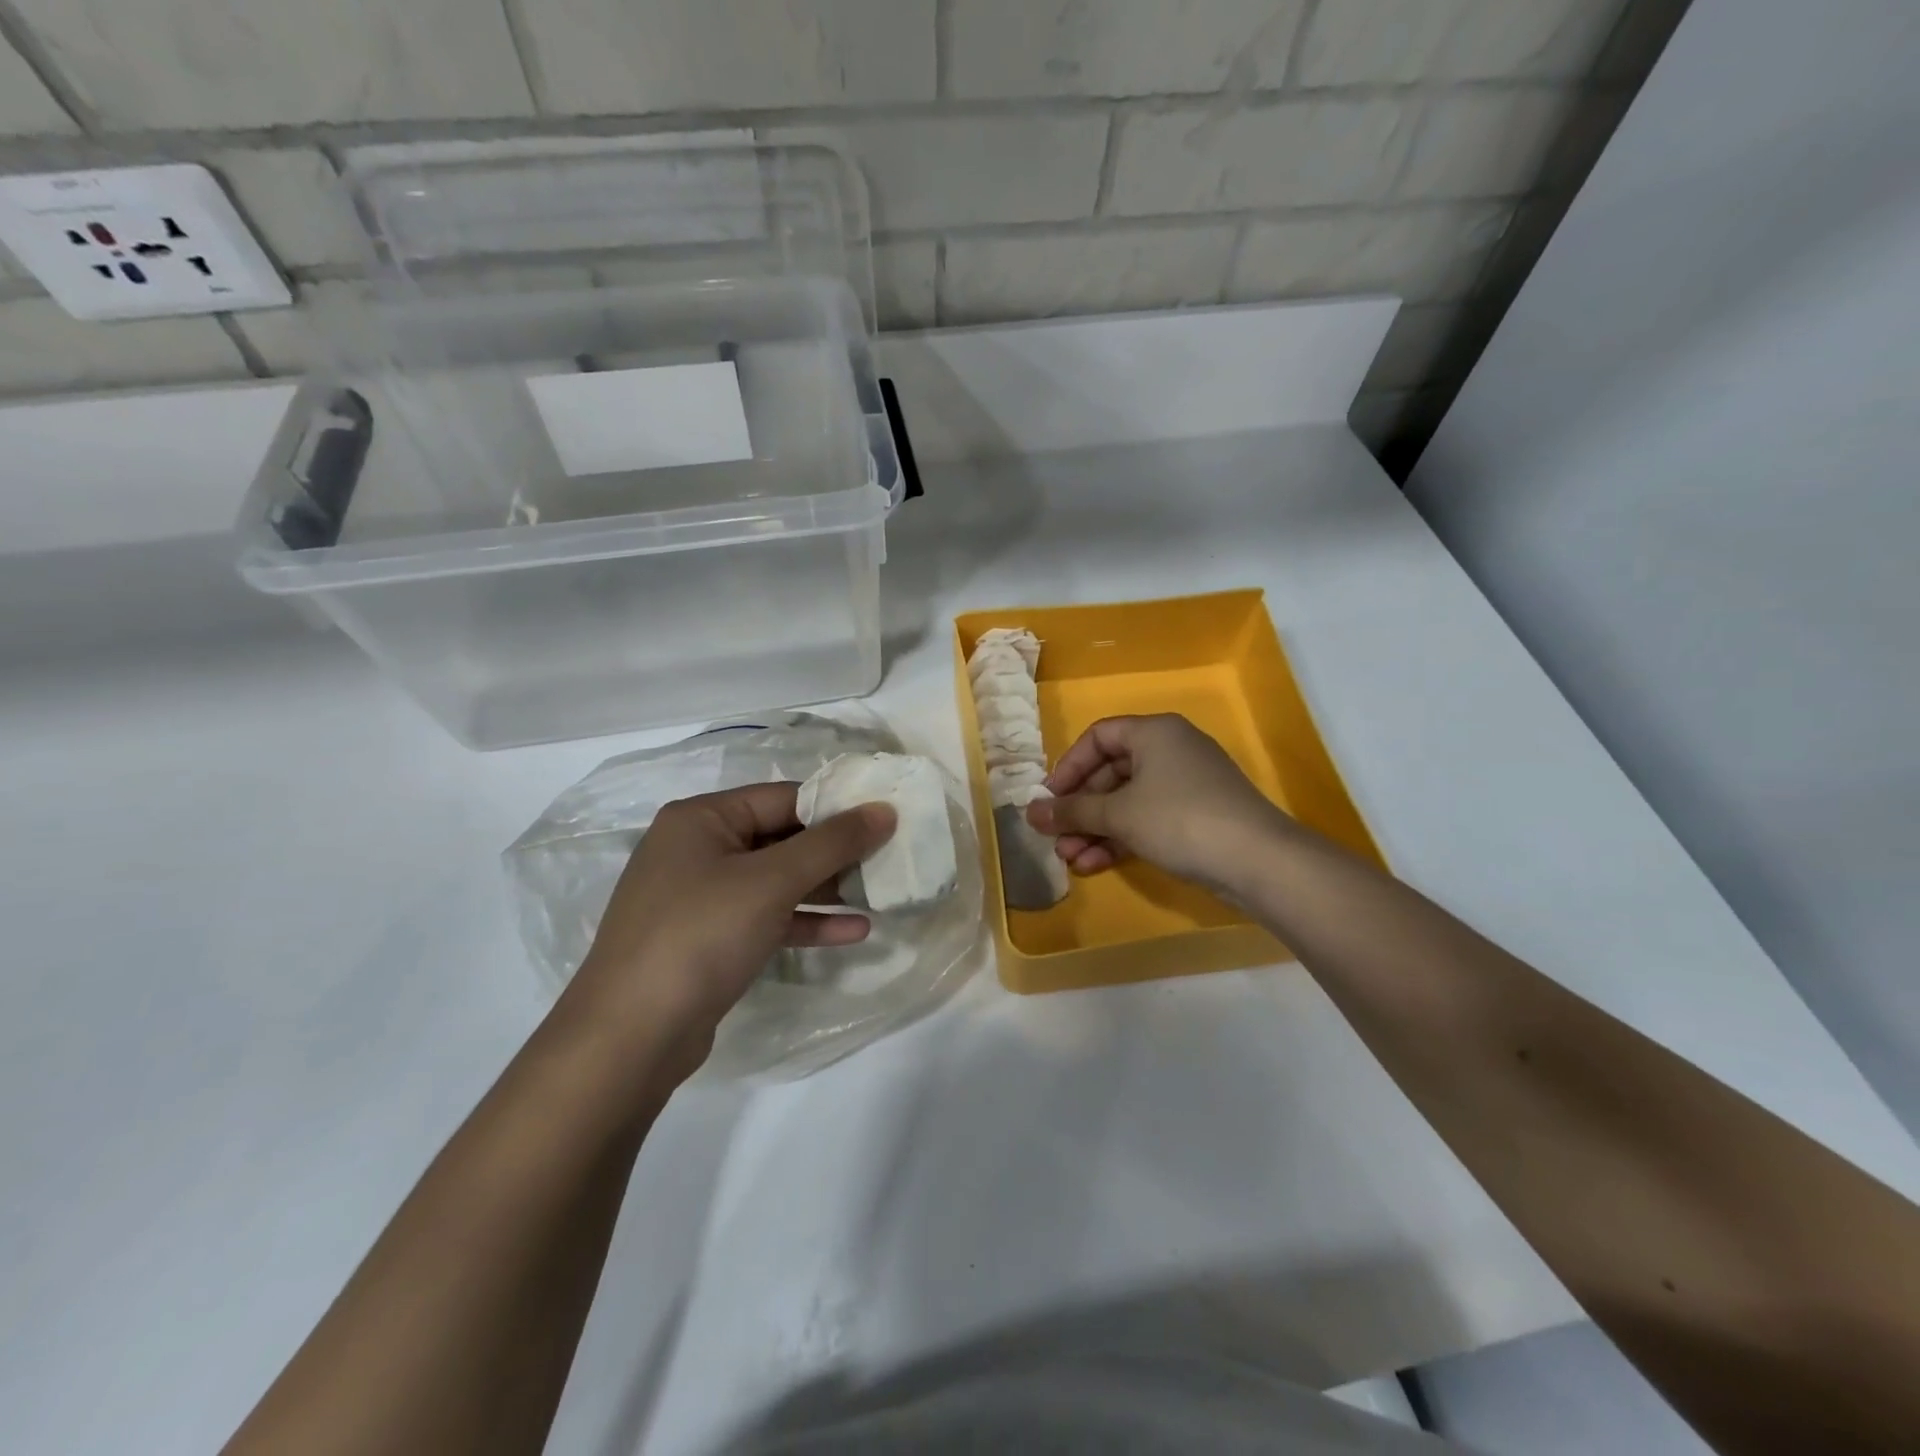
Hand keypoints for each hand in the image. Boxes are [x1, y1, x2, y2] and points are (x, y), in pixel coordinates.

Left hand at [563, 783, 894, 1068]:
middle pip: (781, 838)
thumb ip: (832, 843)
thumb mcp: (772, 881)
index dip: (836, 807)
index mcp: (701, 818)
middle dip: (834, 852)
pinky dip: (805, 922)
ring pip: (776, 881)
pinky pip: (766, 918)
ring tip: (879, 894)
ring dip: (826, 890)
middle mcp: (697, 849)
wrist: (630, 1037)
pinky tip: (853, 932)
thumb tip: (884, 809)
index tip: (886, 819)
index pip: (783, 798)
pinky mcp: (709, 941)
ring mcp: (701, 898)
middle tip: (888, 858)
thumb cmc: (700, 935)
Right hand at [1026, 714, 1291, 895]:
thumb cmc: (1179, 819)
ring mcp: (1185, 784)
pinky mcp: (1195, 815)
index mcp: (1154, 733)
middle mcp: (1170, 750)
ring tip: (1071, 859)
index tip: (1049, 799)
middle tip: (1056, 838)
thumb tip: (1030, 813)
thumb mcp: (1118, 814)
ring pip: (1127, 801)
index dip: (1068, 767)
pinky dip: (1121, 838)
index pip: (1098, 737)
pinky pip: (1147, 819)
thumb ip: (1071, 811)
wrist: (1257, 860)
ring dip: (1096, 829)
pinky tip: (1096, 864)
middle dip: (1079, 809)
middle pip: (1110, 773)